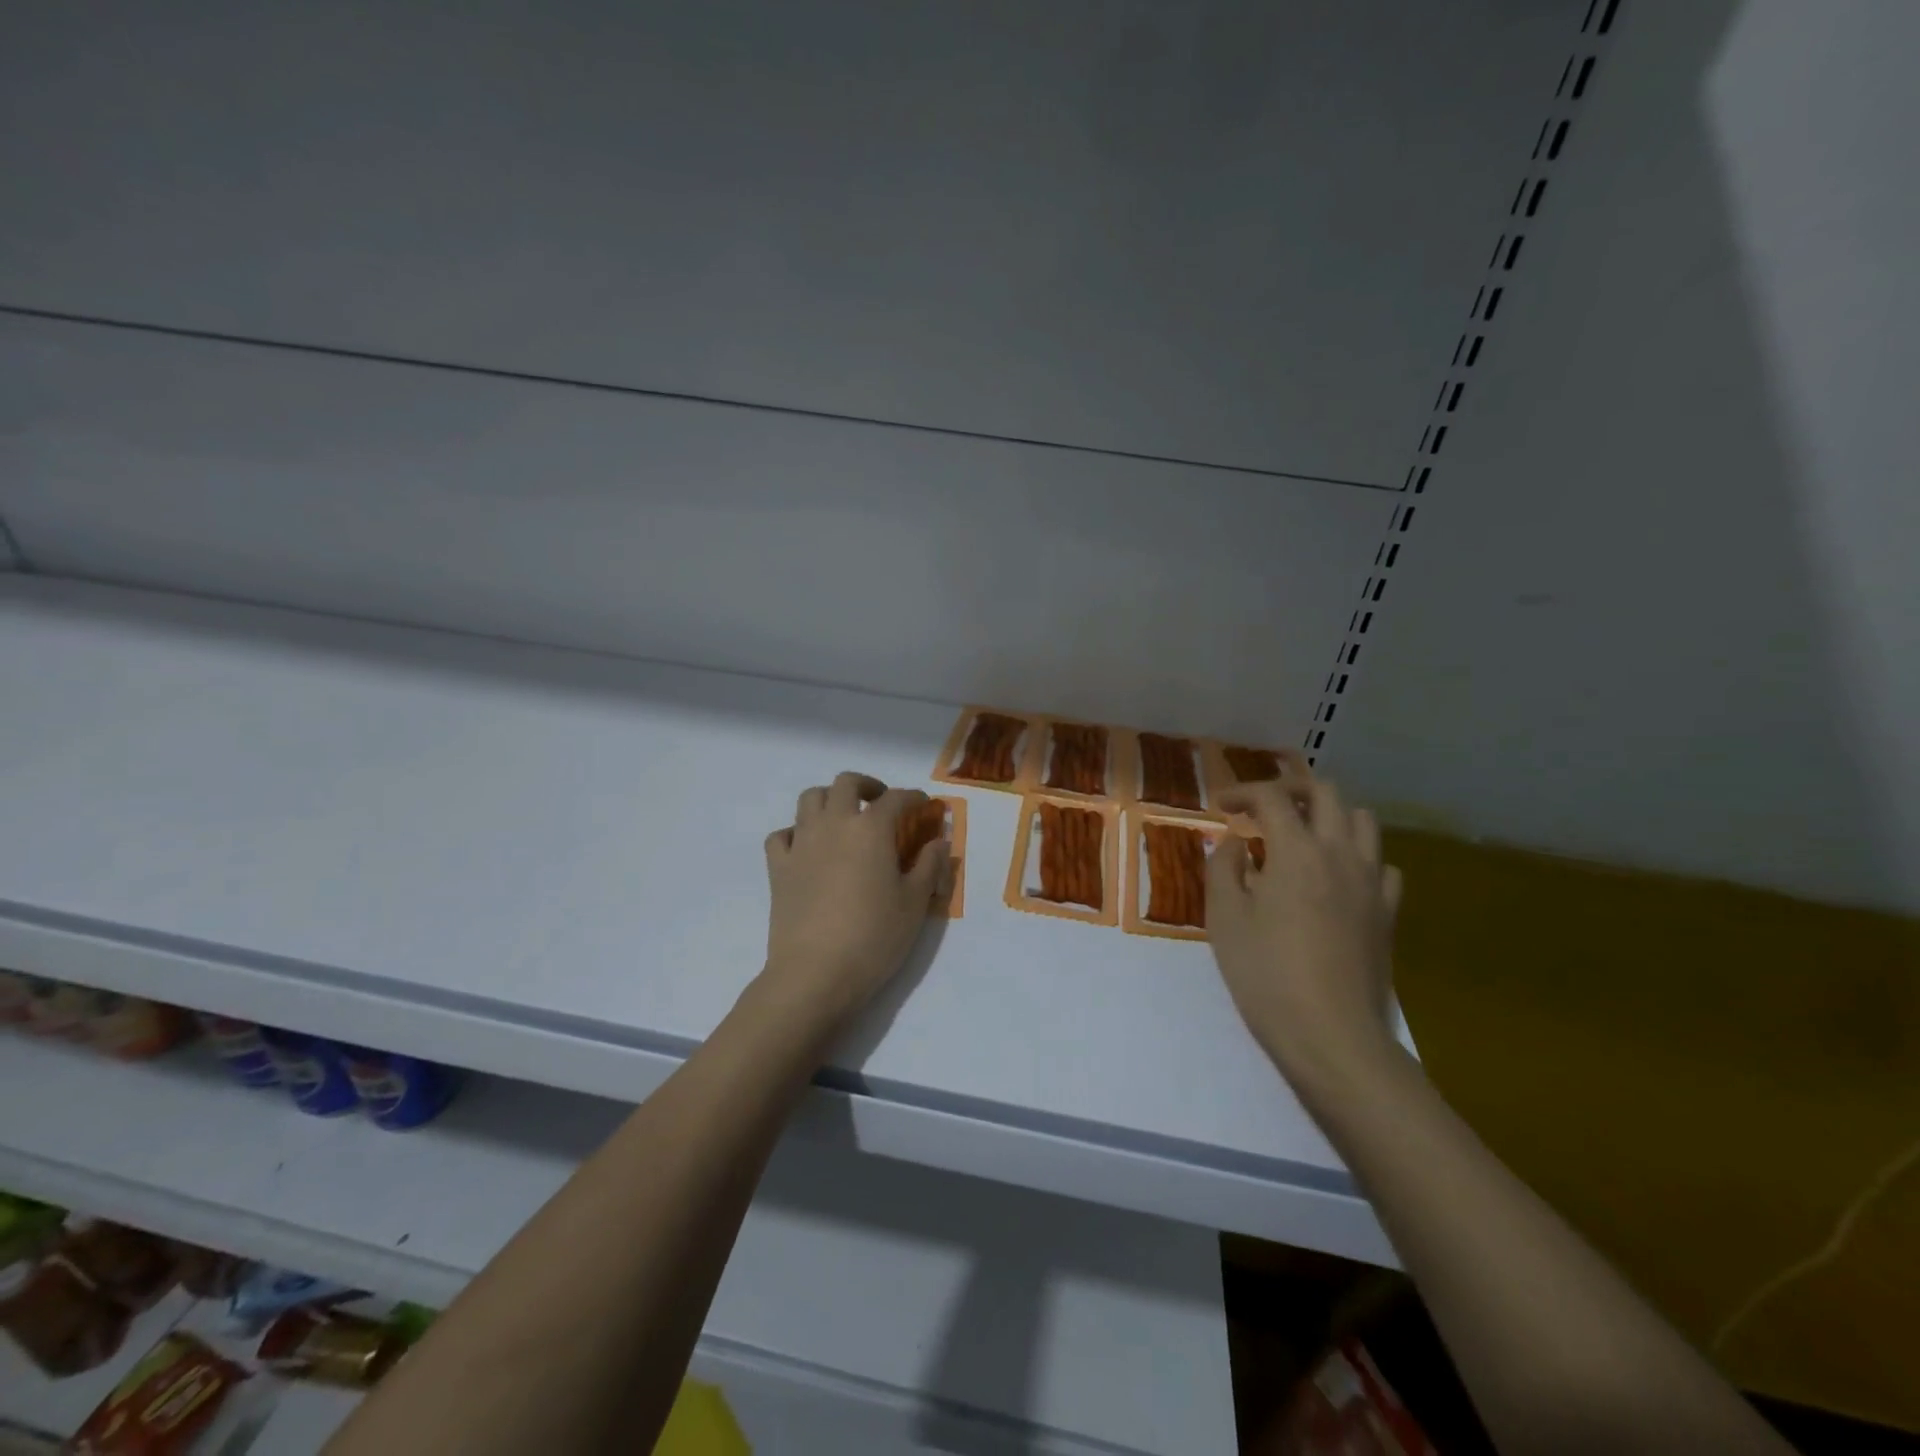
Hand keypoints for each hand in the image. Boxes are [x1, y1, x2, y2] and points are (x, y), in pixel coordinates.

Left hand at [757, 771, 949, 1036]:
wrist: (815, 973)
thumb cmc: (874, 937)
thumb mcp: (915, 903)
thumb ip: (929, 865)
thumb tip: (939, 840)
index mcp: (871, 829)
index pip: (896, 799)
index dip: (914, 798)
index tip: (925, 806)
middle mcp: (834, 824)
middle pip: (846, 783)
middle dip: (868, 786)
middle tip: (881, 803)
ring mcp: (801, 843)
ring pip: (810, 798)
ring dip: (830, 799)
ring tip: (844, 818)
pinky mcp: (778, 867)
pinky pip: (782, 835)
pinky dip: (796, 832)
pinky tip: (808, 848)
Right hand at [1206, 772, 1404, 1095]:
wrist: (1330, 1035)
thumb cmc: (1265, 974)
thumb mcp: (1224, 918)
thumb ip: (1224, 867)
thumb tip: (1236, 842)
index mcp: (1297, 851)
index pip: (1272, 797)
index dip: (1243, 792)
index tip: (1221, 805)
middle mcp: (1340, 854)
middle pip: (1326, 793)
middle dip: (1290, 790)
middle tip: (1262, 807)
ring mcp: (1372, 883)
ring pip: (1363, 820)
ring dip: (1329, 815)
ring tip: (1301, 835)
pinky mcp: (1388, 912)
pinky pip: (1382, 865)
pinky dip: (1357, 857)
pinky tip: (1336, 878)